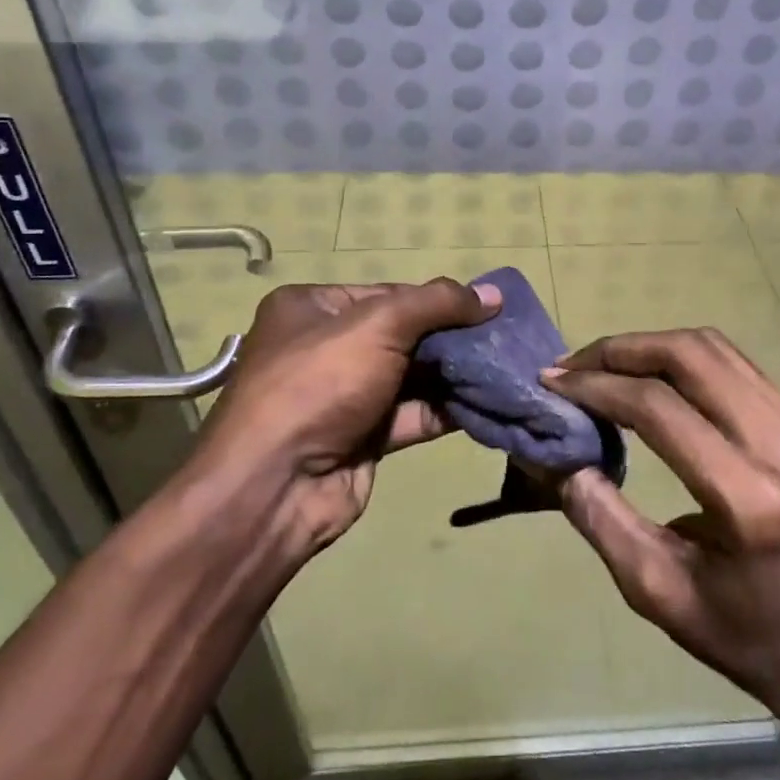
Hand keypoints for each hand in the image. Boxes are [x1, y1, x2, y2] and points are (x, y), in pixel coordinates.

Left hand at [194, 279, 499, 560]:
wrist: (276, 486)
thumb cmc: (320, 383)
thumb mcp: (379, 325)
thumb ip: (438, 303)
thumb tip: (494, 294)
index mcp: (311, 308)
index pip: (388, 293)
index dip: (436, 300)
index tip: (485, 308)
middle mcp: (325, 347)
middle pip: (402, 334)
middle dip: (451, 337)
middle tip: (502, 338)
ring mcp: (343, 395)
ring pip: (410, 376)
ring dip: (454, 374)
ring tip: (504, 366)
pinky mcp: (362, 437)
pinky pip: (411, 414)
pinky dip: (445, 409)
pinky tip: (486, 401)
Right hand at [542, 328, 779, 742]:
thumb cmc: (740, 634)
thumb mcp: (655, 592)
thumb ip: (600, 518)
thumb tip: (557, 456)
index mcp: (751, 500)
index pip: (660, 409)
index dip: (598, 387)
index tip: (552, 383)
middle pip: (690, 357)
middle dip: (621, 351)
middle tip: (572, 366)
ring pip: (714, 348)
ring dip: (649, 347)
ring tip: (602, 366)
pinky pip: (733, 366)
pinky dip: (681, 361)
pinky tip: (648, 378)